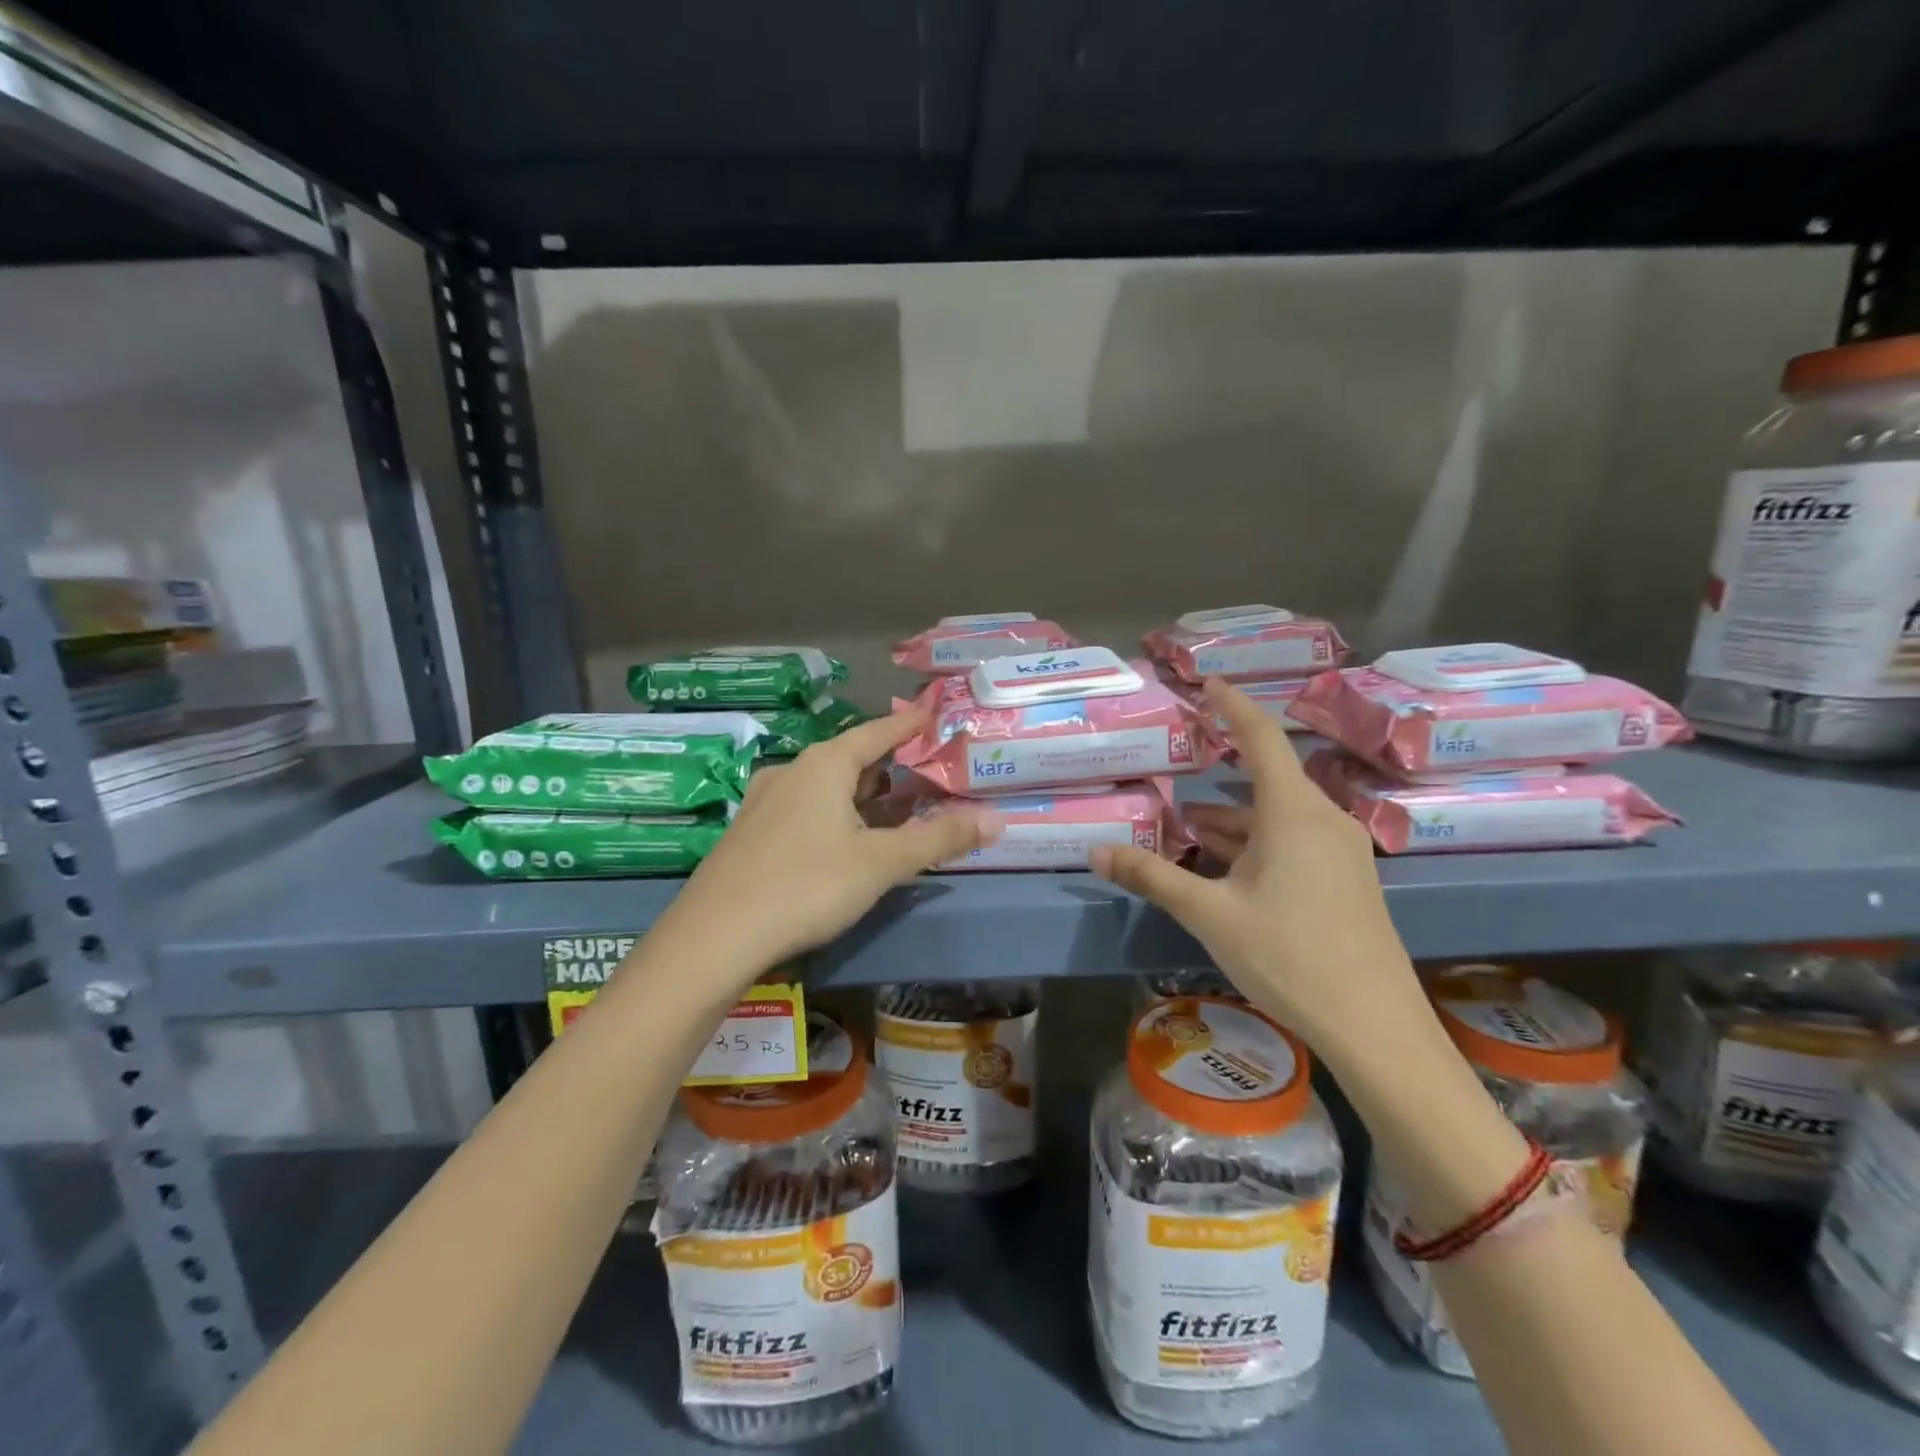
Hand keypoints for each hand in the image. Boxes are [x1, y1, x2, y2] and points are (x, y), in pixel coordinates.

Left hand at [663, 709, 1002, 973]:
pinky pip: (805, 810)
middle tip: (924, 775)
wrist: (715, 936)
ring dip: (861, 796)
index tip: (932, 713)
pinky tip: (844, 841)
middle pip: (850, 760)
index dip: (908, 724)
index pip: (877, 732)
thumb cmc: (807, 885)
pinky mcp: (751, 834)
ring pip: (826, 788)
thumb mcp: (881, 862)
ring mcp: (765, 803)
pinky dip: (835, 815)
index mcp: (824, 765)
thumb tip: (998, 820)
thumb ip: (940, 839)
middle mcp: (792, 772)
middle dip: (889, 768)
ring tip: (893, 810)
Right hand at [1090, 680, 1423, 1054]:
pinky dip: (1254, 844)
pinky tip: (1223, 869)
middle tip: (1176, 772)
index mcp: (1295, 813)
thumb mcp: (1210, 914)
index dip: (1233, 706)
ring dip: (1231, 821)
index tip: (1208, 684)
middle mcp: (1323, 820)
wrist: (1376, 1028)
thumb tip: (1096, 851)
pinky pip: (1293, 843)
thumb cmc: (1290, 957)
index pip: (1261, 738)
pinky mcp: (1345, 880)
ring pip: (1276, 818)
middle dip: (1217, 780)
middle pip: (1265, 782)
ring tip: (1183, 829)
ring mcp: (1340, 852)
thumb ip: (1152, 877)